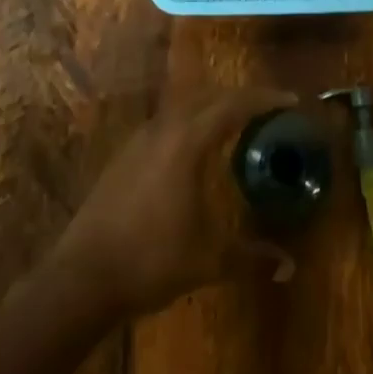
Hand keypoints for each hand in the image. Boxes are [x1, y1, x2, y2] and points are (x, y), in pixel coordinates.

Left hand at [46, 87, 296, 318]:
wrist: (82, 277)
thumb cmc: (150, 260)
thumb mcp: (207, 260)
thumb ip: (250, 258)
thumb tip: (289, 266)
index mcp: (187, 141)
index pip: (233, 105)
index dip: (264, 99)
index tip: (290, 100)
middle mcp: (165, 128)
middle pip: (209, 96)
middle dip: (240, 97)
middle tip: (268, 108)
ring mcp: (140, 138)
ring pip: (184, 105)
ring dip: (212, 106)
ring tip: (236, 122)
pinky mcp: (125, 154)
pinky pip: (167, 121)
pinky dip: (190, 121)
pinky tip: (194, 148)